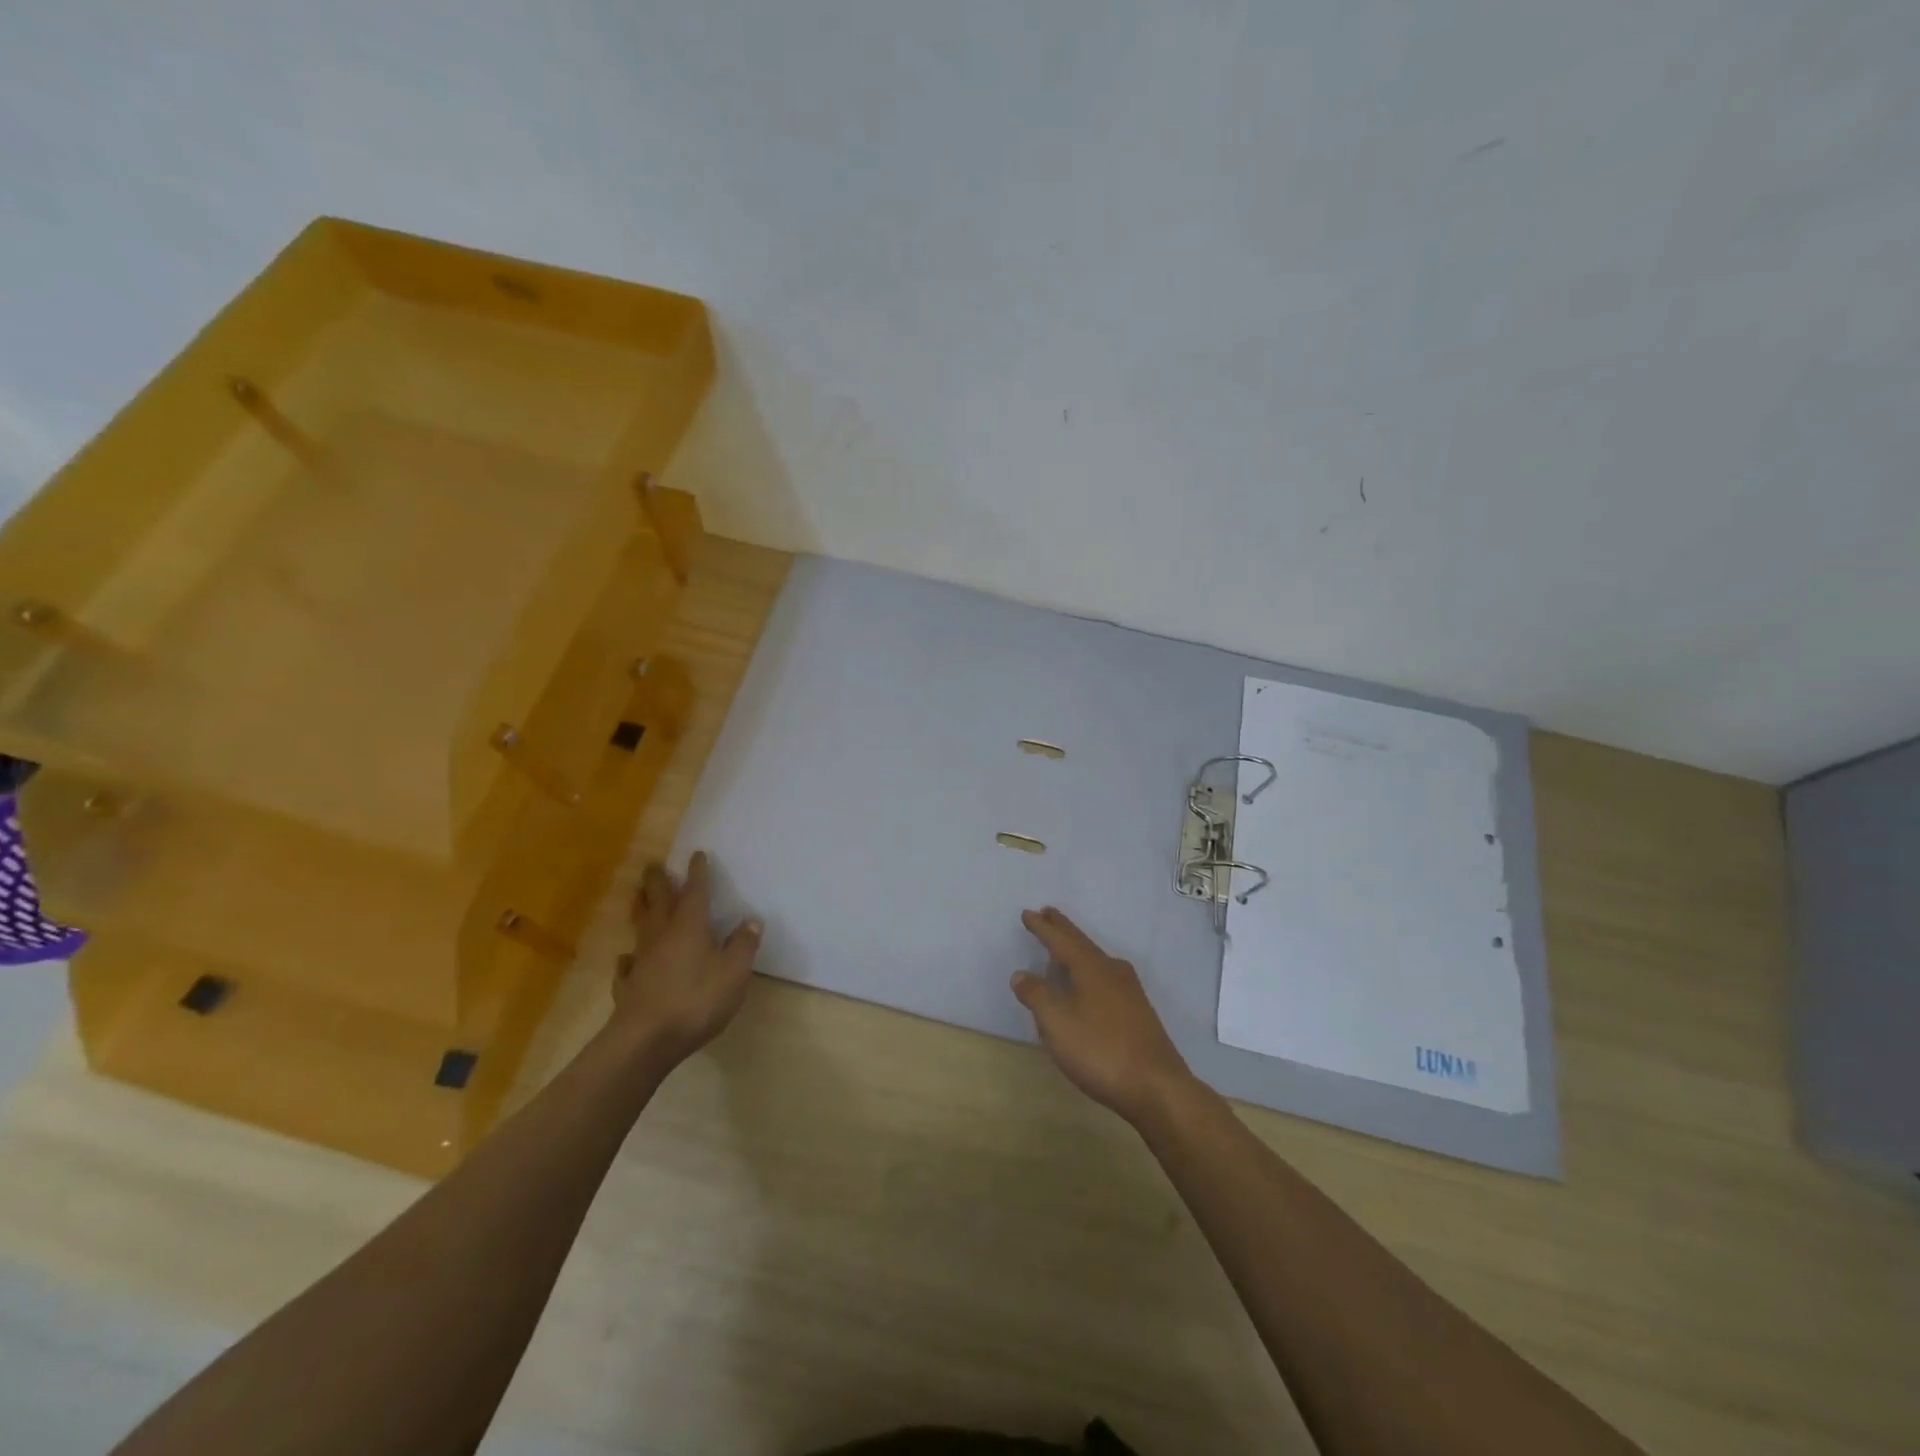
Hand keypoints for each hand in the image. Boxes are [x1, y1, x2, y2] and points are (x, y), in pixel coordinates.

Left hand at [611, 852, 759, 1065]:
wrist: (646, 1040)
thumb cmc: (696, 1000)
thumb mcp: (734, 972)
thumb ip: (743, 945)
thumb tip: (751, 920)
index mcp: (690, 926)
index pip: (695, 892)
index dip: (698, 873)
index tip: (696, 854)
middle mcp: (662, 935)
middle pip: (659, 901)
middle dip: (658, 881)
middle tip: (653, 865)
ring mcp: (642, 960)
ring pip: (640, 925)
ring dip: (640, 908)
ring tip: (637, 896)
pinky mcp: (628, 985)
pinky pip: (628, 964)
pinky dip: (629, 957)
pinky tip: (629, 959)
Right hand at [1011, 906, 1193, 1125]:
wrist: (1156, 1087)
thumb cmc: (1100, 1050)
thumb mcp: (1057, 1023)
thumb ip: (1036, 995)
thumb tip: (1021, 974)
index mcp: (1091, 967)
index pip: (1061, 940)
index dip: (1042, 928)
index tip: (1028, 913)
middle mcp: (1112, 970)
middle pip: (1082, 944)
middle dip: (1062, 930)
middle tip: (1047, 914)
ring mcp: (1129, 991)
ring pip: (1095, 961)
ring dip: (1076, 951)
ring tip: (1061, 950)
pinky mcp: (1138, 1011)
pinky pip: (1104, 978)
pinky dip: (1088, 972)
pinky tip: (1086, 986)